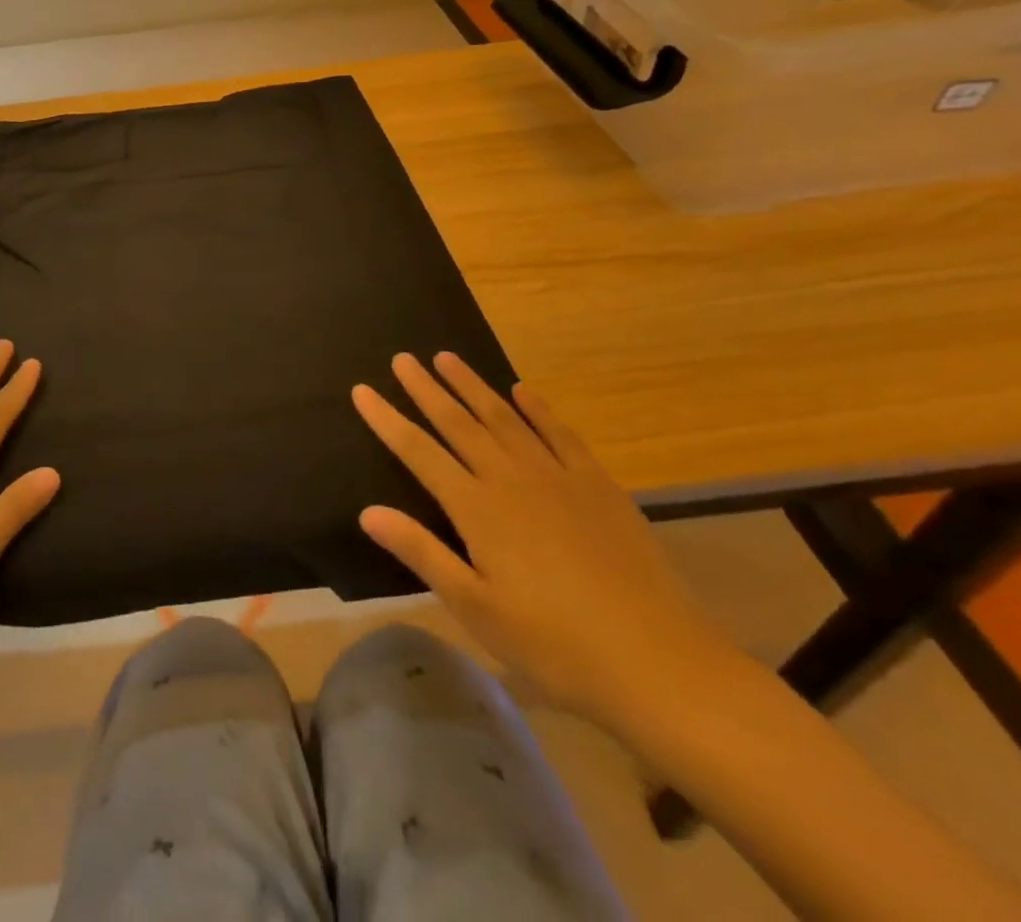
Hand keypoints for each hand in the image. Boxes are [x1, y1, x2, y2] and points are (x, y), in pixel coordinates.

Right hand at [352, 353, 737, 733]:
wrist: (658, 661)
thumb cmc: (554, 643)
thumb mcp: (476, 608)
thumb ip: (422, 553)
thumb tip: (367, 512)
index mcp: (477, 509)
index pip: (419, 452)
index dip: (387, 420)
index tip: (362, 390)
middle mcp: (511, 479)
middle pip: (459, 423)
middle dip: (426, 389)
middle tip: (402, 358)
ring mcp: (557, 477)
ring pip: (504, 418)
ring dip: (473, 385)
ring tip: (447, 358)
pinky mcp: (597, 485)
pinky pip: (560, 433)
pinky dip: (538, 408)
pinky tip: (523, 390)